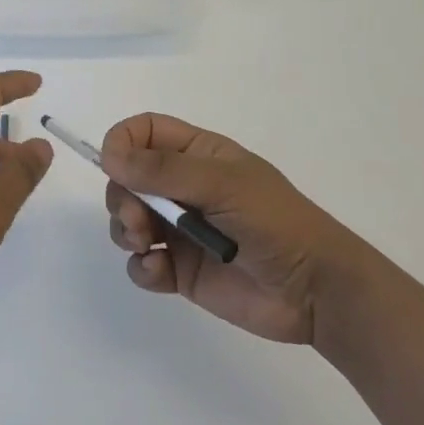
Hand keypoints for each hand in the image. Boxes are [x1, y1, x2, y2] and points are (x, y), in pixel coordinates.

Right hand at [101, 113, 375, 345]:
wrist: (315, 292)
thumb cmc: (275, 223)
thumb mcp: (222, 185)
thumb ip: (163, 170)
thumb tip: (108, 155)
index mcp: (197, 154)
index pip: (142, 132)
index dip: (121, 144)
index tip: (114, 168)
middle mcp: (182, 187)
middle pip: (125, 178)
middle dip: (121, 198)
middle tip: (137, 221)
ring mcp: (179, 229)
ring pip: (127, 220)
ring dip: (126, 231)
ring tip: (147, 247)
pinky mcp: (179, 269)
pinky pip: (141, 263)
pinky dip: (142, 267)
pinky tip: (160, 272)